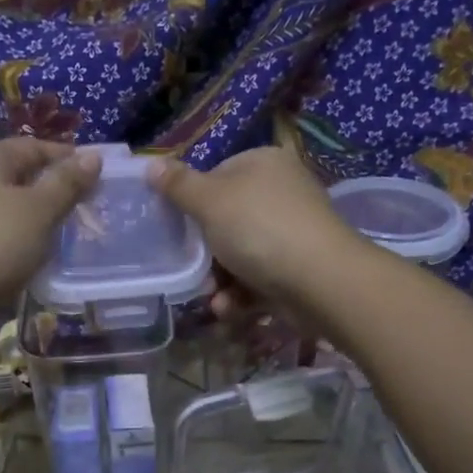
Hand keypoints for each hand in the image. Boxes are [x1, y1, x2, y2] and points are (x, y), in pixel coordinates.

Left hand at [0, 138, 100, 339]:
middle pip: (23, 177)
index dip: (69, 158)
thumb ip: (67, 183)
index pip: (36, 146)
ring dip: (42, 220)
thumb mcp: (39, 209)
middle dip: (57, 191)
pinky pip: (3, 236)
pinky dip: (24, 242)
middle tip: (92, 209)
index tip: (101, 178)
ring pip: (14, 209)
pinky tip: (42, 257)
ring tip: (74, 235)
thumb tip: (93, 156)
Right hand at [147, 148, 367, 313]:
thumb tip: (150, 164)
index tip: (178, 228)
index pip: (217, 176)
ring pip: (241, 254)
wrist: (321, 280)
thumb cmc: (259, 229)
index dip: (194, 202)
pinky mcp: (299, 268)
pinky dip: (242, 295)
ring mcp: (293, 232)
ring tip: (212, 297)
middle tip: (191, 269)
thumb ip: (179, 186)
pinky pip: (260, 278)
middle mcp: (281, 192)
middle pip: (228, 220)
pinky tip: (231, 308)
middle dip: (206, 252)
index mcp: (263, 164)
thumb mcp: (210, 202)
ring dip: (220, 280)